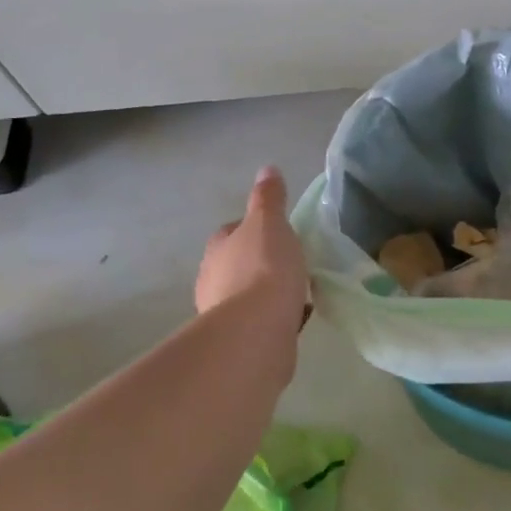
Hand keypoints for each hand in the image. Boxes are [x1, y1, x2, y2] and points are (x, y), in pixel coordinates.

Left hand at [196, 167, 309, 328]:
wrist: (256, 330)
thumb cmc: (264, 268)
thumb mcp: (270, 223)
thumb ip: (269, 198)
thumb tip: (267, 170)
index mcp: (218, 248)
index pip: (234, 231)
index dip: (256, 230)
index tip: (280, 234)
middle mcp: (212, 279)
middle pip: (240, 264)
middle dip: (262, 264)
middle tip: (293, 264)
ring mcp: (222, 313)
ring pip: (249, 295)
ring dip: (268, 293)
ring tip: (298, 293)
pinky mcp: (238, 340)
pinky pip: (261, 321)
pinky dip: (276, 317)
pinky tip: (296, 318)